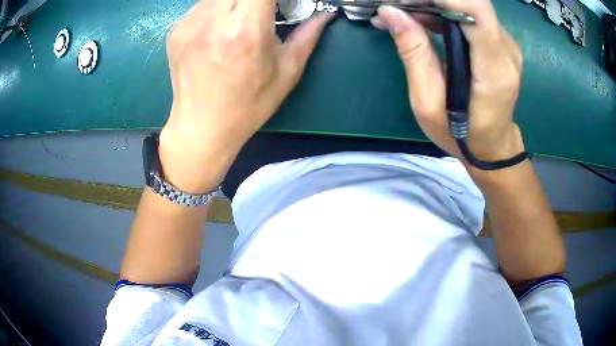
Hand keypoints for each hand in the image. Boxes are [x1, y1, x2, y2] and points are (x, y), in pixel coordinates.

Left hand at [159, 0, 332, 192]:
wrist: (201, 128)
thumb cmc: (249, 105)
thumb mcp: (287, 72)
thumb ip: (308, 35)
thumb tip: (326, 14)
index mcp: (246, 30)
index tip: (280, 4)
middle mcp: (213, 20)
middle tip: (262, 11)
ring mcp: (189, 24)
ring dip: (236, 1)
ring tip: (241, 19)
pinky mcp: (176, 31)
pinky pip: (203, 5)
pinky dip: (217, 9)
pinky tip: (220, 29)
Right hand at [371, 0, 523, 163]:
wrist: (493, 145)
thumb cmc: (460, 134)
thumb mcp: (428, 102)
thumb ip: (414, 54)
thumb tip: (391, 12)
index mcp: (493, 70)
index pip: (476, 10)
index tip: (408, 1)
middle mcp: (507, 50)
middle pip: (471, 2)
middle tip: (397, 7)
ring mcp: (507, 44)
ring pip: (469, 4)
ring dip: (434, 3)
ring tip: (403, 13)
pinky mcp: (500, 42)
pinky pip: (471, 14)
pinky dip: (444, 10)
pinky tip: (422, 19)